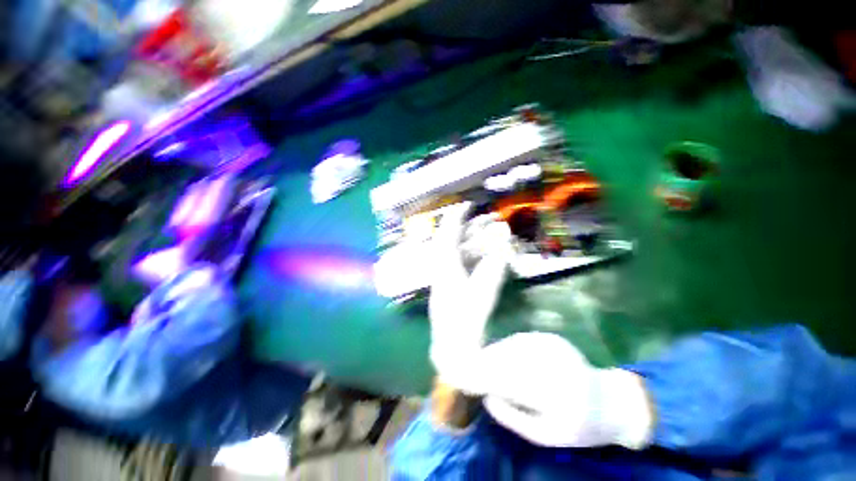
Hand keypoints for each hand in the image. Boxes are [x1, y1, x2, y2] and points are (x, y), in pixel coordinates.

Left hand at [429, 202, 512, 392]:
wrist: (453, 354)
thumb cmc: (467, 326)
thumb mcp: (483, 294)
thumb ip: (495, 266)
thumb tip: (503, 240)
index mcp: (445, 270)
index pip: (447, 237)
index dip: (455, 219)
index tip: (466, 205)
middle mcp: (442, 271)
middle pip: (453, 243)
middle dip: (468, 228)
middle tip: (487, 218)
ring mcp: (446, 280)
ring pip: (458, 254)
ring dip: (473, 243)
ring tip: (490, 233)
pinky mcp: (451, 288)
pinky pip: (461, 265)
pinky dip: (473, 257)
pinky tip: (486, 255)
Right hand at [476, 332, 654, 449]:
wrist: (609, 402)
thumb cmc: (578, 426)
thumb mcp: (547, 436)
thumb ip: (514, 418)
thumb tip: (487, 398)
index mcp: (555, 395)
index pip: (509, 382)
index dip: (485, 378)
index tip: (467, 379)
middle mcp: (552, 365)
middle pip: (508, 359)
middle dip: (485, 362)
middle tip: (469, 367)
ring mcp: (553, 348)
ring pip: (512, 346)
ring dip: (494, 352)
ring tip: (480, 359)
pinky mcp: (552, 339)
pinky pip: (521, 340)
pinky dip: (506, 346)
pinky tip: (499, 352)